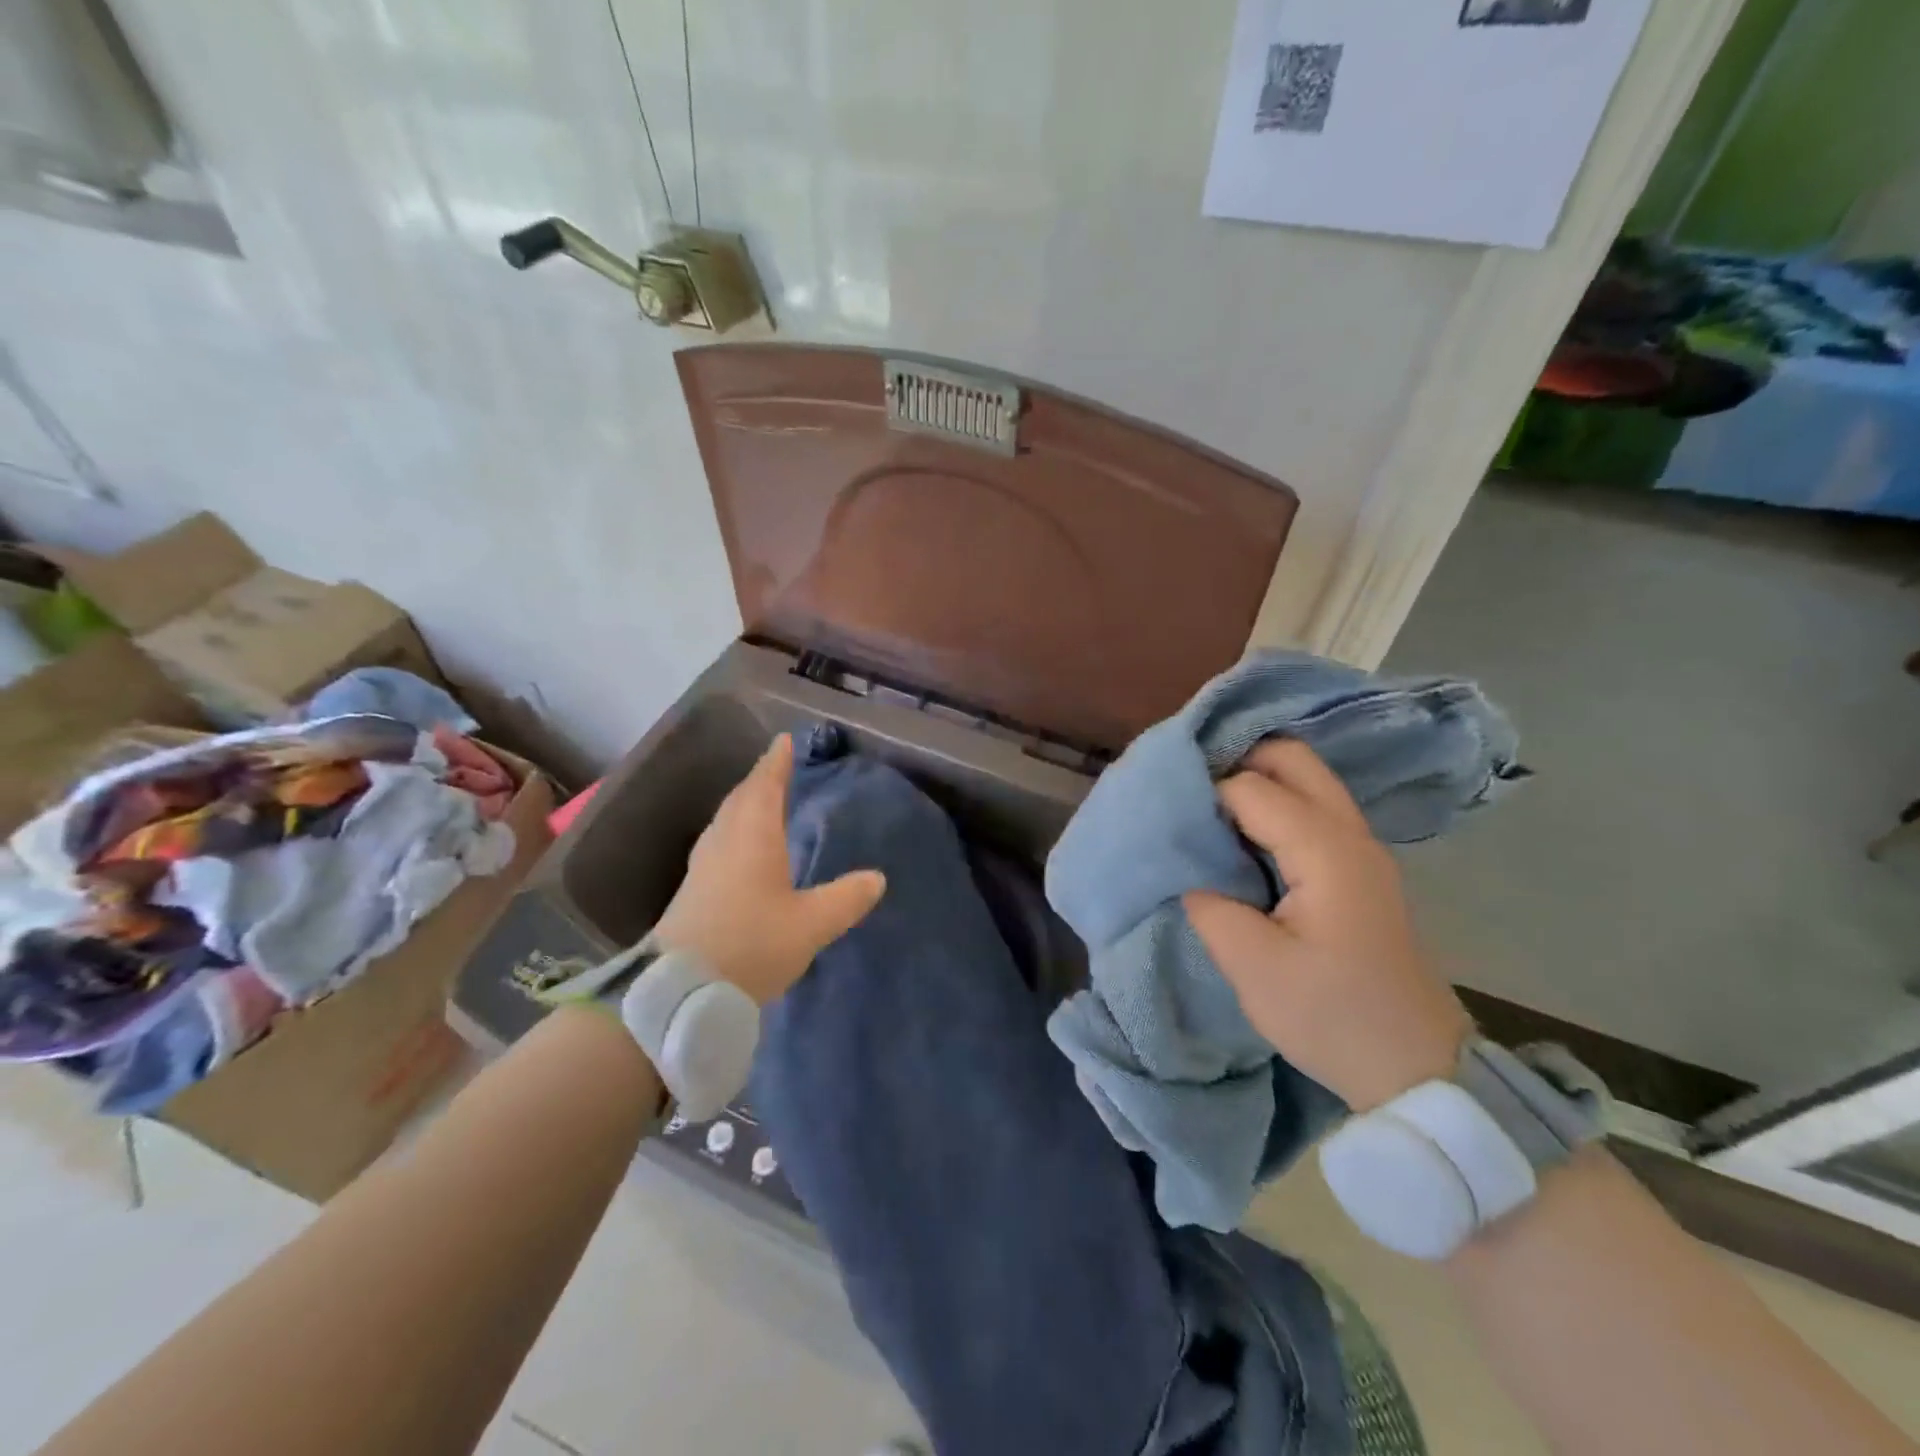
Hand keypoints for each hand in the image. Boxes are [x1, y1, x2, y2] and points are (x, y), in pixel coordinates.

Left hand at [652, 734, 885, 1004]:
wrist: (679, 990)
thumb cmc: (751, 944)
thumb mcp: (811, 924)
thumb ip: (845, 898)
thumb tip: (877, 877)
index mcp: (753, 836)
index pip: (765, 785)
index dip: (776, 762)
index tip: (783, 740)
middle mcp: (725, 841)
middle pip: (742, 797)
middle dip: (761, 778)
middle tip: (778, 766)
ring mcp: (703, 864)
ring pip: (727, 819)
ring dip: (746, 802)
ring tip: (763, 799)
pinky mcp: (693, 889)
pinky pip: (719, 840)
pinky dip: (735, 828)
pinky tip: (742, 847)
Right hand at [1183, 739, 1470, 1112]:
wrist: (1416, 1068)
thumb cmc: (1332, 1016)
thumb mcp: (1253, 967)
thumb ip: (1210, 906)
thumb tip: (1190, 874)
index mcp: (1325, 850)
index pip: (1252, 787)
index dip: (1206, 795)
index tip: (1171, 822)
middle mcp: (1350, 834)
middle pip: (1293, 758)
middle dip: (1237, 761)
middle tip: (1190, 796)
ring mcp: (1361, 850)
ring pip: (1307, 781)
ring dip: (1257, 782)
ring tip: (1208, 814)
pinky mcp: (1359, 871)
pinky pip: (1313, 811)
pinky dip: (1274, 807)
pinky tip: (1241, 840)